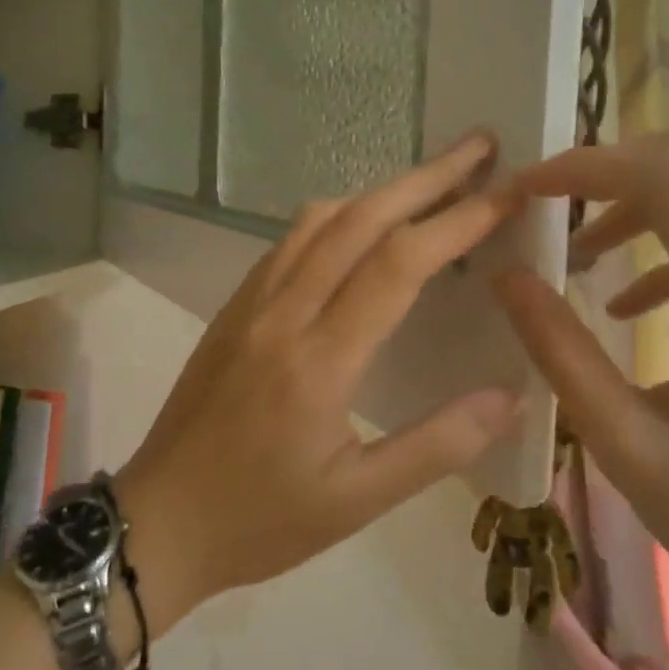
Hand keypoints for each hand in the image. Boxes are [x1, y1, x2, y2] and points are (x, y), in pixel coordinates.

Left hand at [115, 133, 526, 627]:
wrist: (158, 521)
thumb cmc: (261, 521)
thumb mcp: (357, 502)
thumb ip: (437, 446)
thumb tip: (511, 397)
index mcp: (319, 361)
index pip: (399, 264)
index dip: (458, 221)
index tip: (507, 192)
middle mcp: (282, 313)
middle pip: (360, 220)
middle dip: (426, 178)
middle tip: (479, 148)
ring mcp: (250, 304)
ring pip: (319, 221)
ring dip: (379, 191)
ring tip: (430, 181)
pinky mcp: (232, 309)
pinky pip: (289, 242)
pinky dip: (337, 217)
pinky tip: (359, 227)